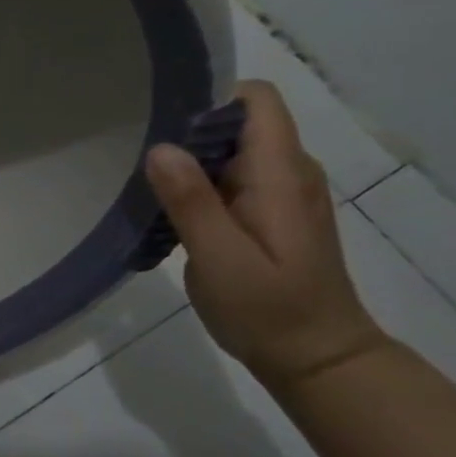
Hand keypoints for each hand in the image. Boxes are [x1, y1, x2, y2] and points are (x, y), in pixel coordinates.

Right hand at [144, 79, 390, 395]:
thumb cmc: (271, 310)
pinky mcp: (267, 214)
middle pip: (237, 121)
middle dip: (187, 128)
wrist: (318, 361)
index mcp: (281, 174)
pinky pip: (229, 177)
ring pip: (229, 149)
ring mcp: (280, 194)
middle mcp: (288, 173)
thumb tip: (160, 147)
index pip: (256, 99)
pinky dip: (197, 183)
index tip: (162, 116)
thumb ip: (191, 201)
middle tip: (137, 153)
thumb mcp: (222, 258)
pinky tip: (168, 210)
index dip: (210, 95)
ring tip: (145, 181)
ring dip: (188, 158)